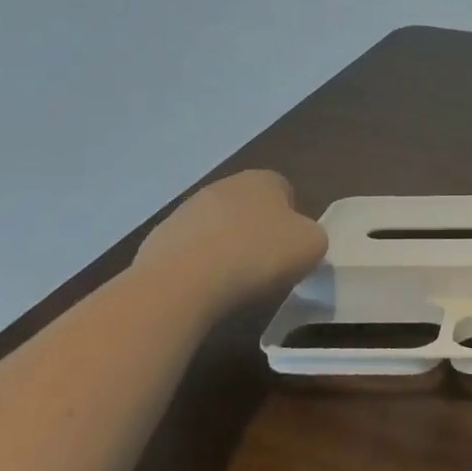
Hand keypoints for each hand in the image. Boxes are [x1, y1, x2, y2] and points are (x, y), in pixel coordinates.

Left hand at [133, 170, 326, 300]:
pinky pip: (189, 252)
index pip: (284, 191)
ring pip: (217, 228)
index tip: (291, 250)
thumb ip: (313, 236)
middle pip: (248, 208)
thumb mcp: (312, 246)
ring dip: (225, 249)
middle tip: (265, 266)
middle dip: (257, 232)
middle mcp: (223, 186)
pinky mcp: (158, 239)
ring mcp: (185, 211)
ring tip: (232, 283)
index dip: (292, 220)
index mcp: (262, 180)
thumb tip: (300, 240)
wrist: (182, 284)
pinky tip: (203, 290)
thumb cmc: (257, 256)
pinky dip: (198, 267)